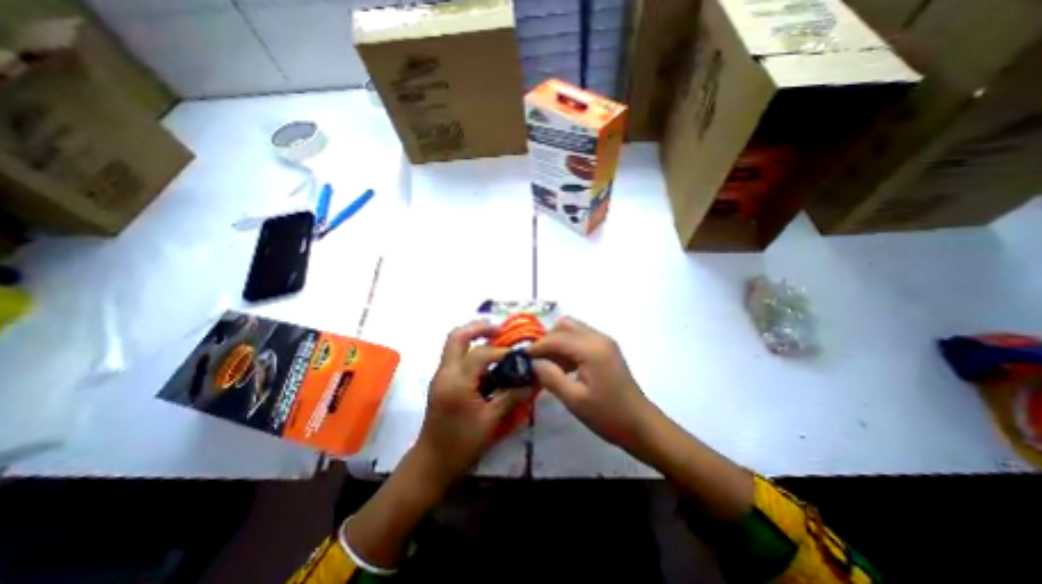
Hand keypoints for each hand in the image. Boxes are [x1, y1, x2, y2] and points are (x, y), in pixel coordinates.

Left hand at [412, 319, 531, 486]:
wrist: (431, 464)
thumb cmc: (462, 445)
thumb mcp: (491, 421)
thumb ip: (512, 396)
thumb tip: (533, 380)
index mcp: (457, 382)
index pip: (480, 354)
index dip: (501, 352)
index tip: (519, 357)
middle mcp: (445, 373)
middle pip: (457, 336)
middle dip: (479, 327)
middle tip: (499, 329)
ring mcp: (440, 375)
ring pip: (453, 343)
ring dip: (473, 336)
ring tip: (495, 340)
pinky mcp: (441, 381)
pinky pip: (455, 356)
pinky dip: (470, 350)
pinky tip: (487, 361)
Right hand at [529, 317, 647, 452]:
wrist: (641, 425)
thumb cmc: (608, 415)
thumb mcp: (574, 400)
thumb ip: (550, 377)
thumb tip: (533, 362)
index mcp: (591, 349)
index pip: (556, 338)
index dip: (537, 346)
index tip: (522, 358)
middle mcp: (598, 338)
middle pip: (565, 325)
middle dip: (547, 339)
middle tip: (537, 360)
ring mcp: (604, 342)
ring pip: (573, 329)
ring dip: (557, 342)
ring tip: (548, 366)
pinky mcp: (607, 349)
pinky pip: (581, 338)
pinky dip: (568, 347)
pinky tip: (564, 367)